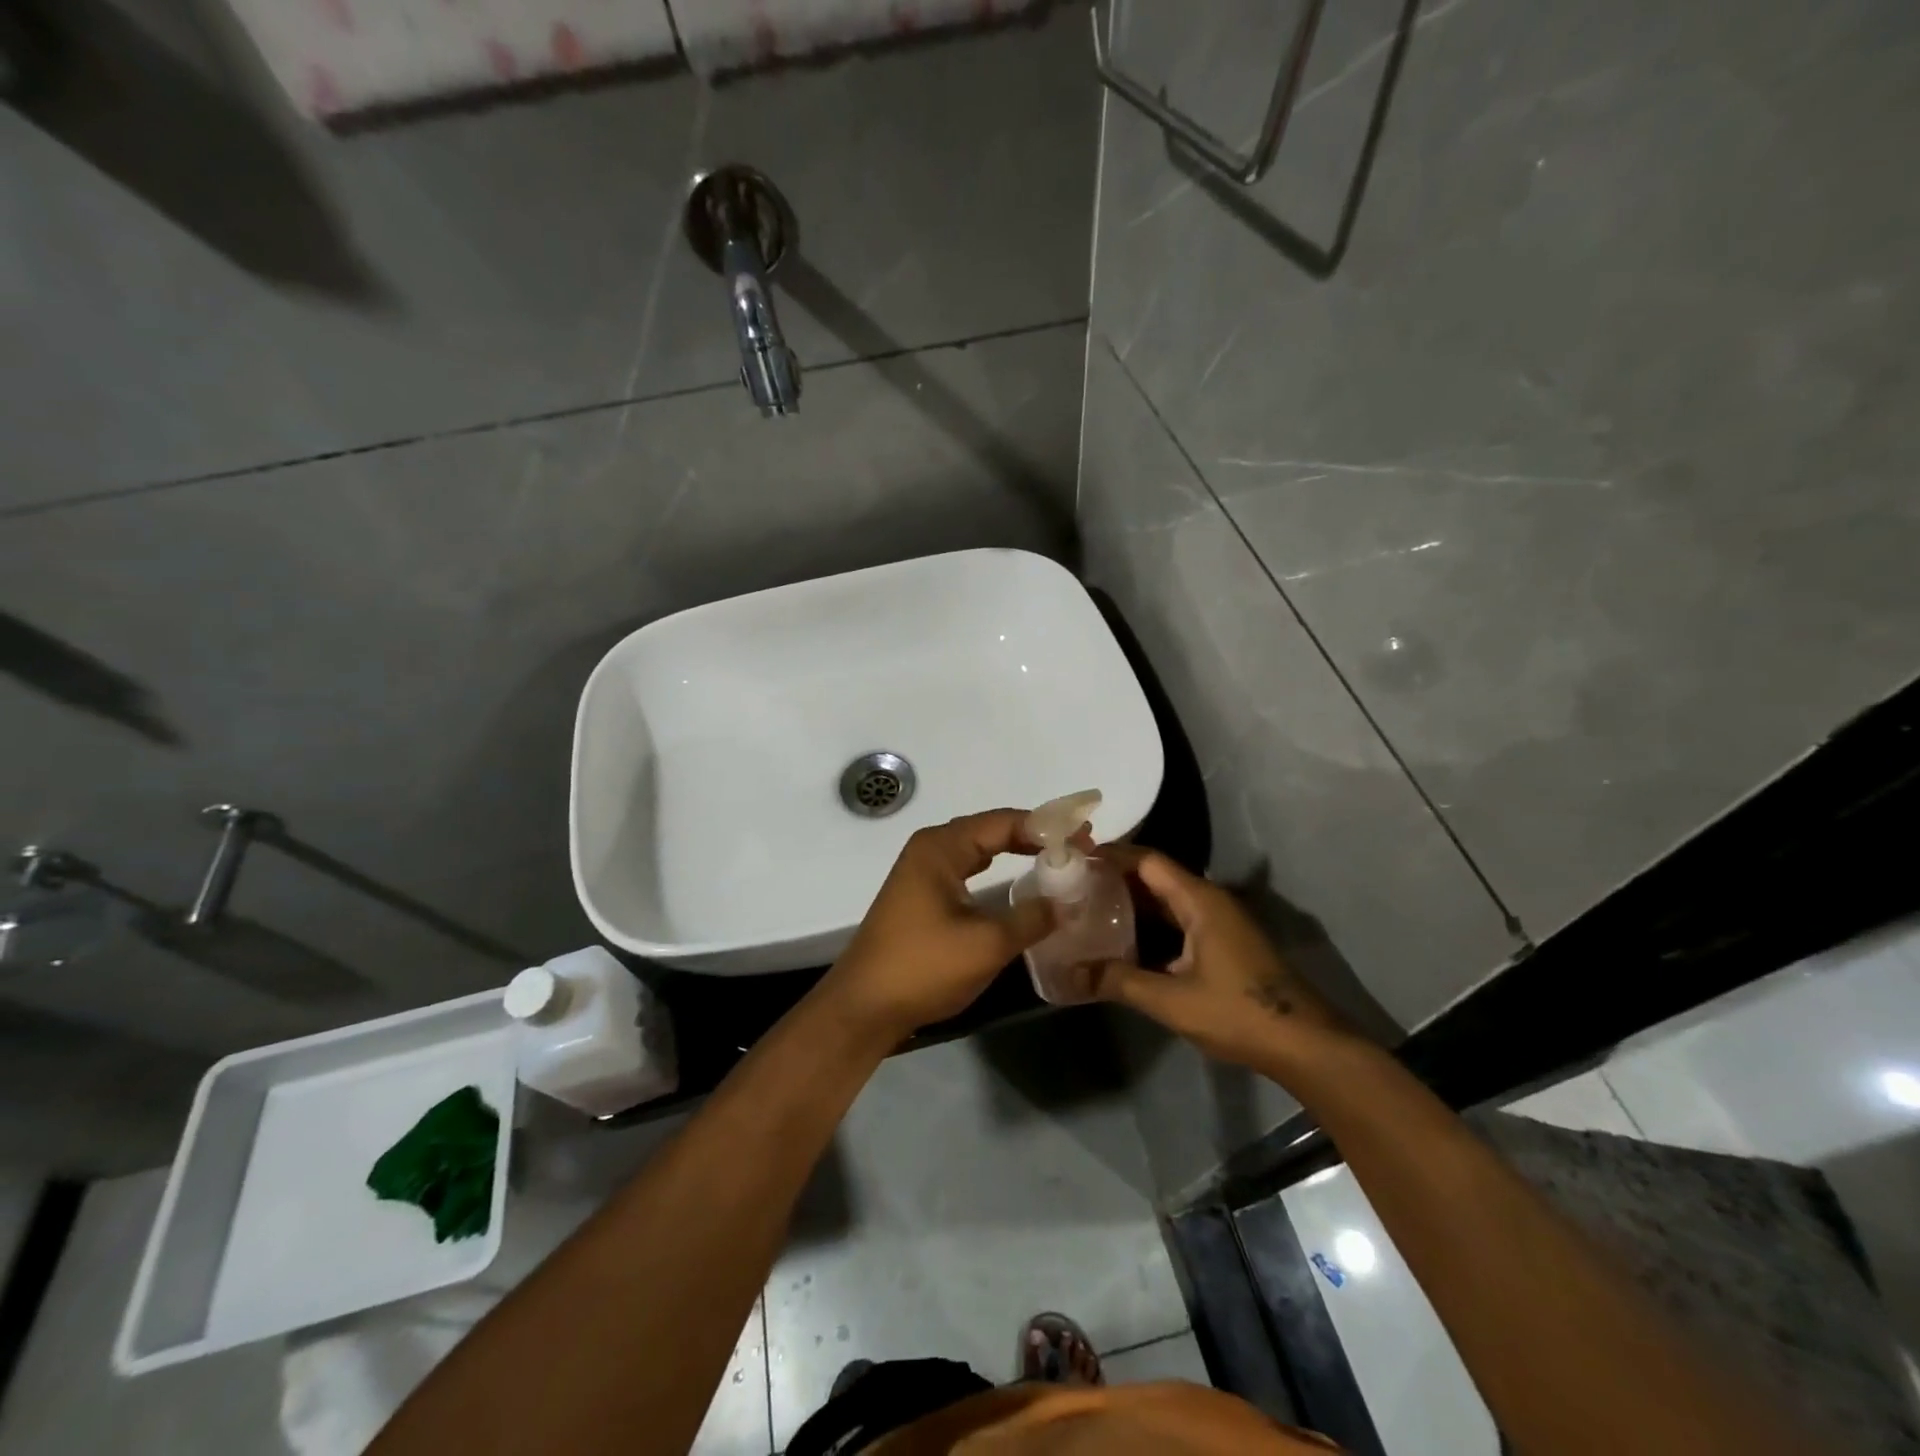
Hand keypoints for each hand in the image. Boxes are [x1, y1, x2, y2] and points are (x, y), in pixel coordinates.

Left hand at [821, 809, 1055, 1041]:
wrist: (864, 1006)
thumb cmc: (923, 967)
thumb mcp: (987, 943)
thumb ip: (1032, 917)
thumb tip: (1066, 901)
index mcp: (941, 847)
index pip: (1003, 822)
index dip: (1047, 828)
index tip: (1085, 839)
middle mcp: (930, 849)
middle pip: (991, 830)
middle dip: (1034, 836)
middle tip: (1077, 848)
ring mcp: (923, 872)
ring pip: (979, 850)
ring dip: (1016, 851)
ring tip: (1056, 858)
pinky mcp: (922, 895)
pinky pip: (968, 869)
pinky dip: (997, 870)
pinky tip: (1017, 880)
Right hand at [1087, 849, 1354, 1074]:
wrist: (1305, 1044)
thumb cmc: (1238, 1012)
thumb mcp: (1172, 1000)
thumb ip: (1119, 981)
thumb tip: (1071, 974)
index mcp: (1199, 900)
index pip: (1147, 861)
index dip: (1110, 856)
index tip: (1074, 859)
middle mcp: (1209, 901)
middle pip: (1155, 877)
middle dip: (1114, 879)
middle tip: (1072, 888)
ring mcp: (1219, 923)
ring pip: (1166, 901)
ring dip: (1131, 904)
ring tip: (1089, 912)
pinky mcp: (1223, 944)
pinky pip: (1178, 921)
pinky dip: (1149, 925)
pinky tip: (1124, 944)